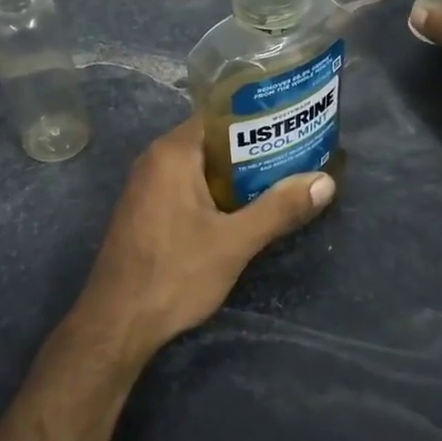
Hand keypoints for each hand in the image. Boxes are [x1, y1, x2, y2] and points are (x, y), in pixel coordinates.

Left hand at [76, 118, 334, 363]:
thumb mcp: (235, 242)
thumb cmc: (174, 274)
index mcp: (173, 153)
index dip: (258, 119)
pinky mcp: (144, 210)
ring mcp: (145, 185)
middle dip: (253, 149)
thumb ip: (279, 209)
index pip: (221, 116)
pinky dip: (214, 190)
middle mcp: (155, 159)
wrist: (116, 324)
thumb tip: (326, 182)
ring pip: (200, 166)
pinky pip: (186, 185)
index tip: (292, 126)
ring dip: (235, 174)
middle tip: (295, 156)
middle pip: (212, 140)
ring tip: (279, 180)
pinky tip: (241, 210)